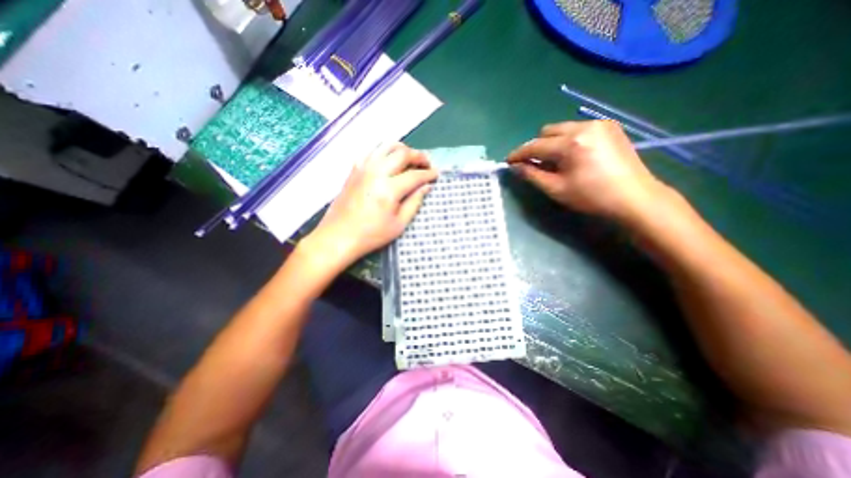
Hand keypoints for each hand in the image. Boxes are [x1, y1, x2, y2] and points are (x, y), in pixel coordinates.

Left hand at [301, 142, 438, 267]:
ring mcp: (363, 168)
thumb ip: (414, 202)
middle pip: (402, 153)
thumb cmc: (372, 234)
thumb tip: (426, 187)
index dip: (429, 174)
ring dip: (402, 149)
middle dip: (419, 156)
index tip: (436, 175)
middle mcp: (376, 172)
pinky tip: (388, 160)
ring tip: (410, 158)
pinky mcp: (354, 169)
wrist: (339, 236)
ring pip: (386, 146)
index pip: (415, 175)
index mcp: (389, 189)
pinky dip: (384, 150)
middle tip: (426, 164)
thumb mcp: (399, 224)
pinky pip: (371, 150)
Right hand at [508, 120, 667, 222]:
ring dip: (552, 143)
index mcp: (571, 143)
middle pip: (547, 131)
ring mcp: (599, 124)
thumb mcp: (556, 189)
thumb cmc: (591, 197)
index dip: (519, 154)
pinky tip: (573, 156)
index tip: (508, 161)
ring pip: (562, 128)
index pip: (535, 145)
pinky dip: (568, 140)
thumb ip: (532, 175)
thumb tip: (516, 166)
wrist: (634, 197)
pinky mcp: (609, 126)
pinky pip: (578, 129)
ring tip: (556, 161)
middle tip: (536, 164)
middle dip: (537, 147)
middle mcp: (584, 126)